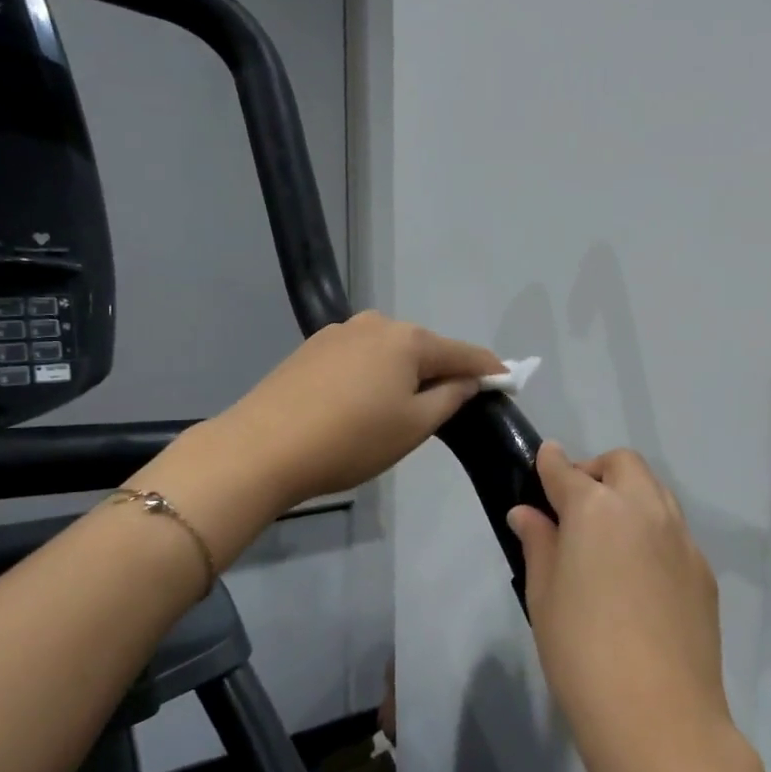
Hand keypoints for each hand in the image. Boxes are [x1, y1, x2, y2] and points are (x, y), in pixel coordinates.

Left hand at [221, 311, 502, 508]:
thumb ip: (451, 397)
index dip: (489, 369)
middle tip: (452, 405)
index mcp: (408, 340)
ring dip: (405, 374)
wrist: (262, 448)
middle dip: (443, 371)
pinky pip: (360, 358)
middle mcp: (376, 323)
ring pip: (389, 352)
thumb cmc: (351, 440)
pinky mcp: (311, 348)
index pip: (463, 352)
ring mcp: (339, 332)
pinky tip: (362, 402)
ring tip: (401, 408)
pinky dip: (374, 375)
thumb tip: (469, 379)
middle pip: (424, 347)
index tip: (508, 380)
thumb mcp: (414, 426)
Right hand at [508, 443, 732, 771]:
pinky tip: (638, 575)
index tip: (542, 463)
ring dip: (629, 496)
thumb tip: (528, 514)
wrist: (658, 716)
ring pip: (656, 492)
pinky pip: (674, 531)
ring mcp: (681, 538)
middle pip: (623, 465)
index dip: (550, 463)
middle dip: (596, 471)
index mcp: (596, 509)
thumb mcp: (543, 595)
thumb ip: (538, 544)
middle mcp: (644, 509)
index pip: (566, 470)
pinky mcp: (703, 571)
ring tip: (608, 537)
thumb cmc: (581, 652)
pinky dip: (652, 532)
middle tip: (575, 507)